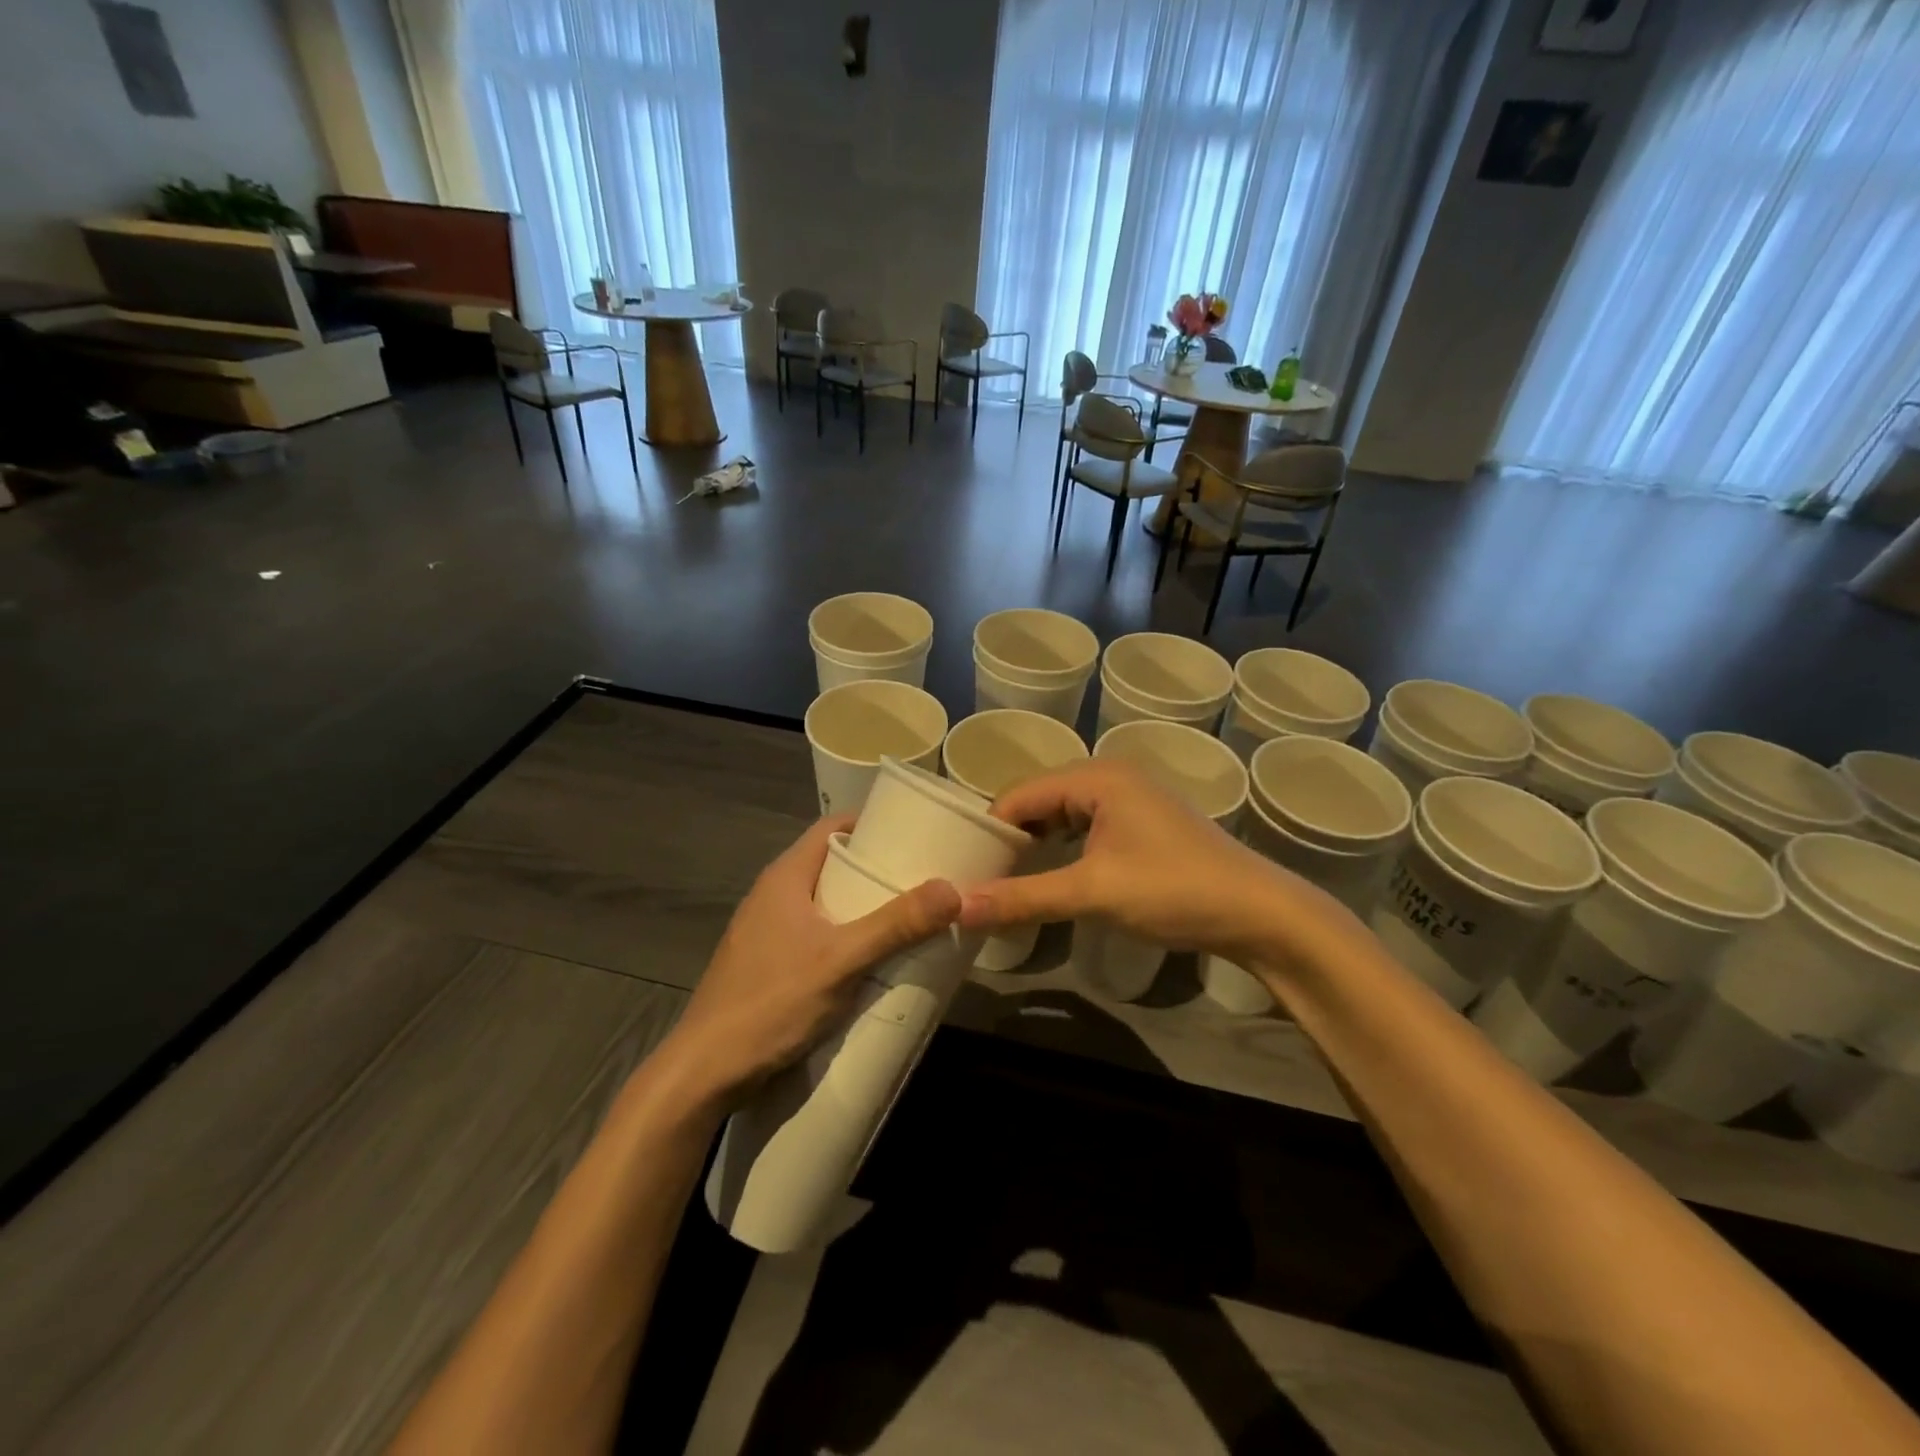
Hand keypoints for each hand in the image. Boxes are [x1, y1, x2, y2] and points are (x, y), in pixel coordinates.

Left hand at [653, 816, 960, 1109]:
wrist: (704, 1072)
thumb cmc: (770, 1002)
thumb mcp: (841, 961)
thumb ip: (895, 925)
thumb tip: (953, 889)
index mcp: (786, 876)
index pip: (833, 827)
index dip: (874, 822)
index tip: (916, 832)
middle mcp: (774, 894)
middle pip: (833, 864)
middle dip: (877, 868)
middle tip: (924, 878)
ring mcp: (768, 930)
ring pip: (826, 902)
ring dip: (864, 906)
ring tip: (910, 916)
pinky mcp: (769, 962)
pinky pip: (817, 933)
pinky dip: (848, 935)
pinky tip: (874, 958)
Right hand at [957, 759, 1316, 961]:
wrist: (1260, 914)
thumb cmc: (1173, 891)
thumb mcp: (1092, 893)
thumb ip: (1022, 898)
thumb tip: (957, 908)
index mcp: (1096, 777)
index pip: (1019, 794)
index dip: (988, 830)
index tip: (961, 868)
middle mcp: (1110, 777)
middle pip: (1039, 801)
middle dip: (1009, 838)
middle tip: (978, 878)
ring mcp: (1130, 800)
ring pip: (1062, 816)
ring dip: (1035, 846)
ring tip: (1005, 882)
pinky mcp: (1142, 825)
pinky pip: (1085, 828)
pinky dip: (1062, 851)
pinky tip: (1050, 878)